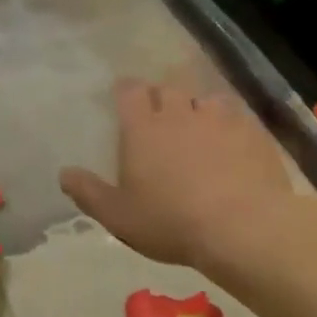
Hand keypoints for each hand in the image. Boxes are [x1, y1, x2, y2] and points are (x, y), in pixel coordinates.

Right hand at [61, 78, 314, 273]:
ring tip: (200, 127)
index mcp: (142, 128)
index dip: (126, 90)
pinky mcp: (252, 132)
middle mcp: (179, 113)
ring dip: (198, 109)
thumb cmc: (171, 222)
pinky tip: (232, 142)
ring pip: (205, 99)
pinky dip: (230, 124)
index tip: (125, 97)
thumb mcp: (119, 216)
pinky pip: (237, 116)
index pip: (130, 91)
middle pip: (168, 89)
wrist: (243, 228)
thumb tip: (63, 173)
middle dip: (162, 98)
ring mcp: (219, 119)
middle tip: (160, 117)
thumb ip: (89, 192)